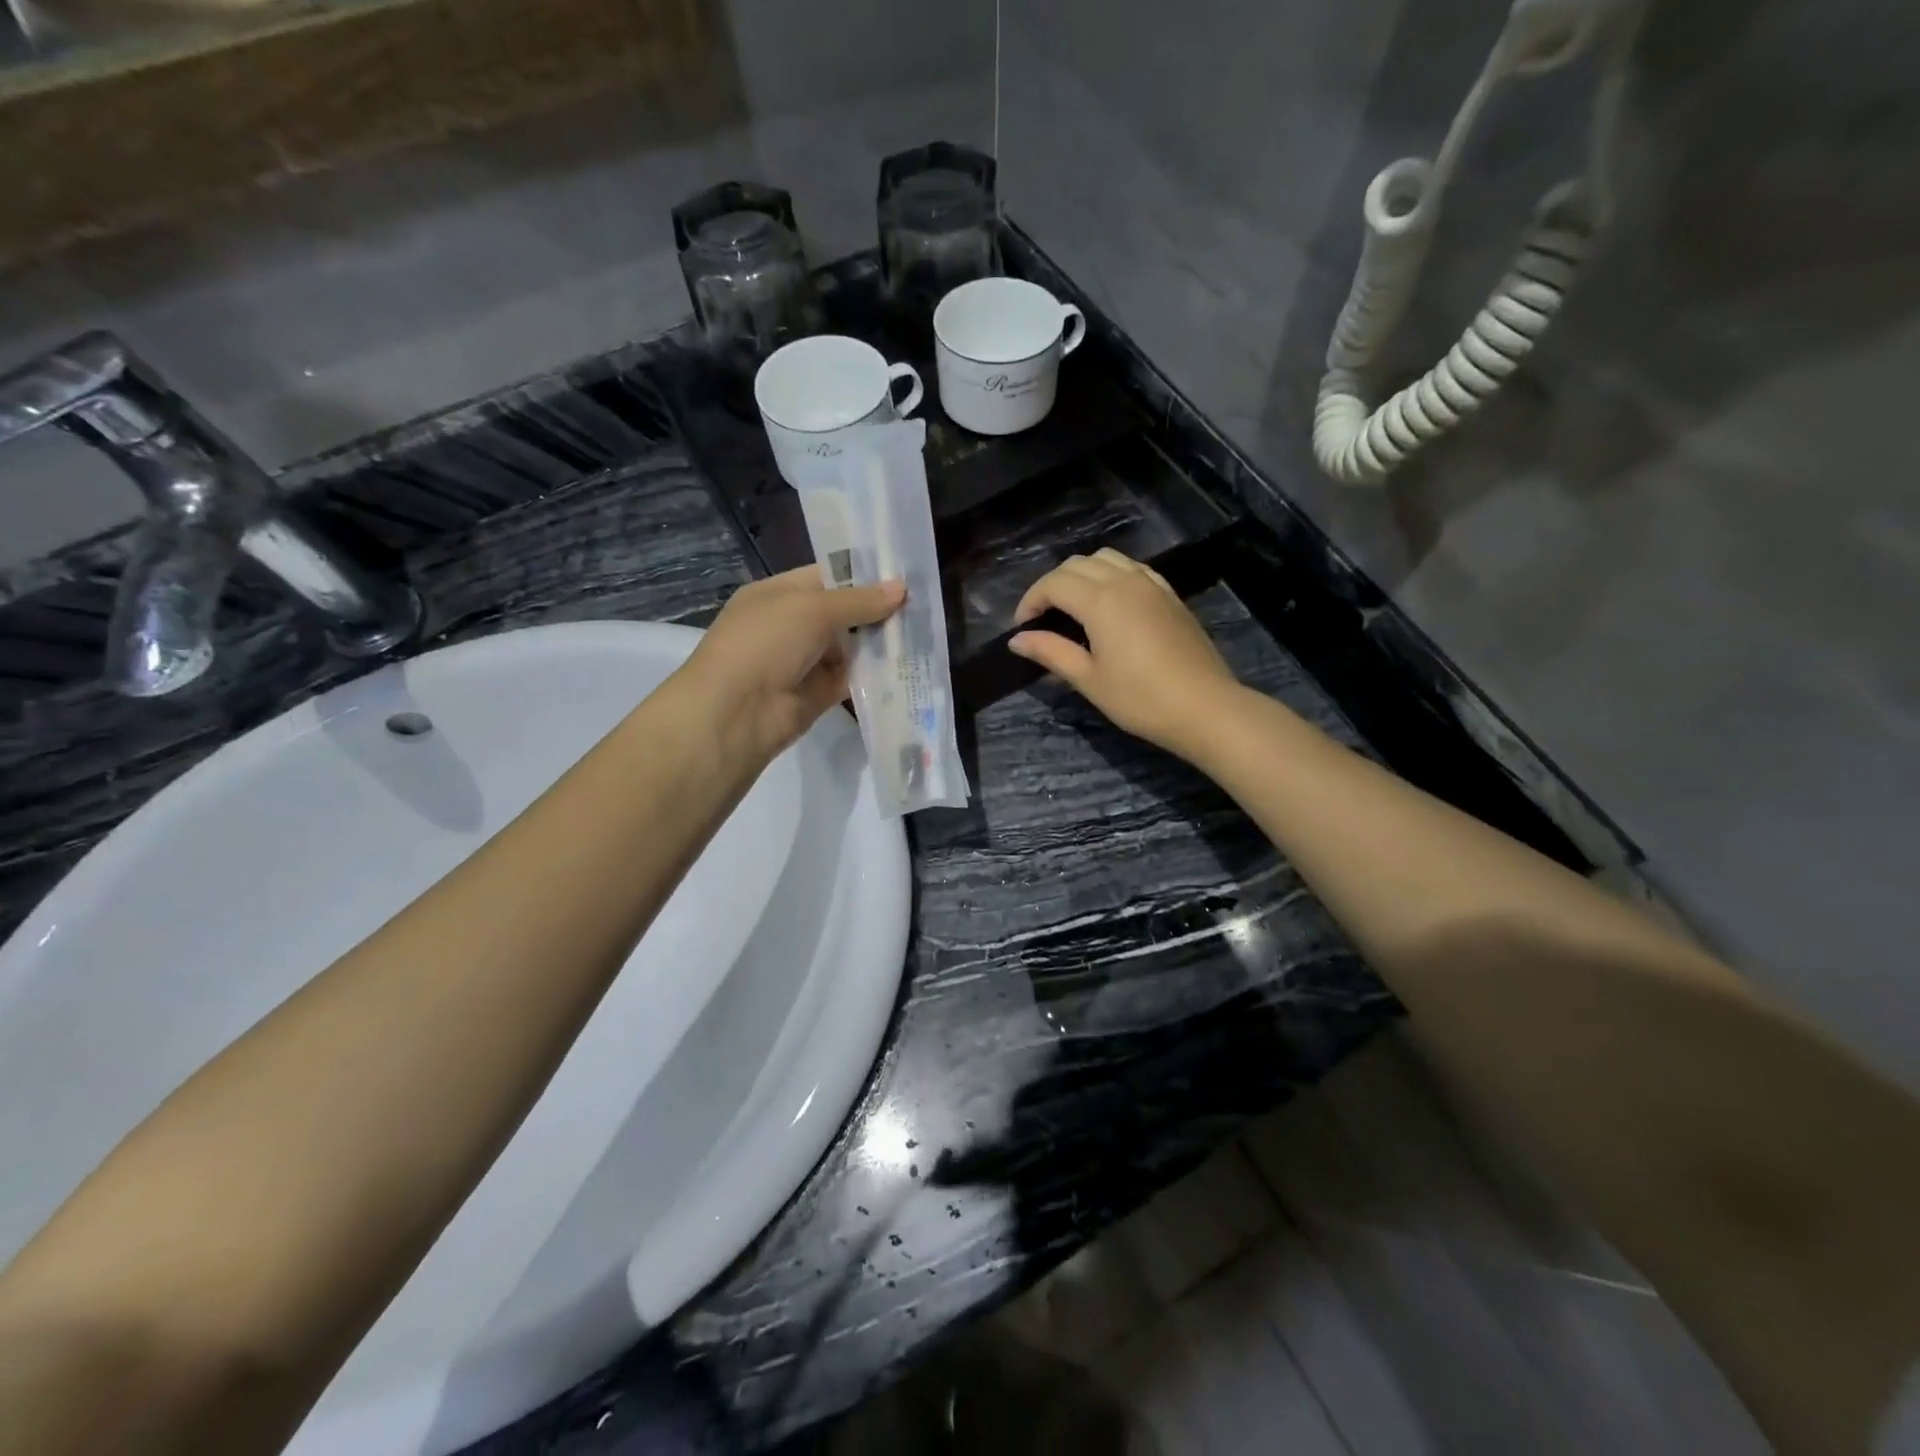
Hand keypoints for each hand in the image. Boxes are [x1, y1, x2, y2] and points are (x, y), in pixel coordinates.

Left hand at [676, 567, 903, 766]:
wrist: (736, 713)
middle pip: (842, 613)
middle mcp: (790, 625)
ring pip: (850, 647)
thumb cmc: (766, 643)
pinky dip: (875, 674)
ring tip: (923, 633)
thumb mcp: (812, 609)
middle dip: (877, 611)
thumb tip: (901, 588)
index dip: (863, 576)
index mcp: (778, 594)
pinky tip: (907, 666)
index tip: (903, 576)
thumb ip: (859, 600)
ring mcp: (804, 661)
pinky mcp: (817, 695)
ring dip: (880, 643)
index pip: (826, 577)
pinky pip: (852, 679)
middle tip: (922, 606)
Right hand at [1008, 548, 1240, 760]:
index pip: (1054, 583)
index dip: (1031, 601)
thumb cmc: (1140, 699)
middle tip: (1043, 618)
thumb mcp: (1089, 679)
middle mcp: (1125, 581)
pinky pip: (1133, 569)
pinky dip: (1111, 575)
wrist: (1205, 707)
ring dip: (1081, 575)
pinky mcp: (1170, 595)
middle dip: (1052, 585)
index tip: (1022, 628)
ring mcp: (1151, 585)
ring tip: (1073, 607)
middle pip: (1077, 564)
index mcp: (1101, 600)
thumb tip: (1017, 640)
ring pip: (1106, 559)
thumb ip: (1051, 652)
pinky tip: (1110, 604)